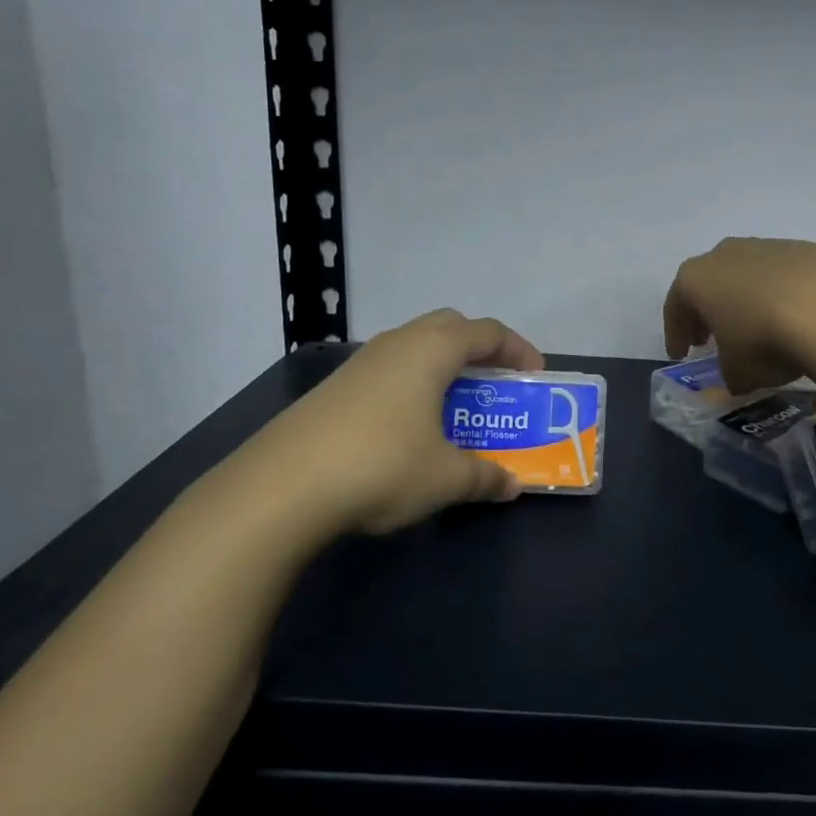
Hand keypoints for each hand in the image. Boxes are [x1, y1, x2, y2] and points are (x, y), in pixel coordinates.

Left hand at [210, 309, 545, 550]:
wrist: (280, 489)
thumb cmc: (382, 466)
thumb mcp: (446, 477)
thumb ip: (485, 477)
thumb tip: (511, 486)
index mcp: (432, 350)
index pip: (487, 331)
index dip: (518, 348)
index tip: (535, 375)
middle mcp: (397, 344)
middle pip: (449, 326)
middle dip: (478, 349)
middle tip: (494, 382)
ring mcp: (360, 364)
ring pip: (414, 347)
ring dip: (442, 367)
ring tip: (454, 407)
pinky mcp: (333, 389)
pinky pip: (388, 371)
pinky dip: (411, 385)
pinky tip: (407, 428)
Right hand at [662, 237, 815, 392]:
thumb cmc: (764, 340)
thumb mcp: (738, 372)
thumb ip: (731, 373)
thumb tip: (740, 376)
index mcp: (697, 278)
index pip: (676, 306)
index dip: (676, 333)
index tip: (680, 355)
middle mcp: (727, 253)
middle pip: (710, 282)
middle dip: (709, 310)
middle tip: (711, 338)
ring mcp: (769, 246)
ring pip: (748, 274)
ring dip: (747, 299)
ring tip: (758, 328)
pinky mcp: (807, 249)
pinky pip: (784, 276)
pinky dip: (782, 295)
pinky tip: (795, 318)